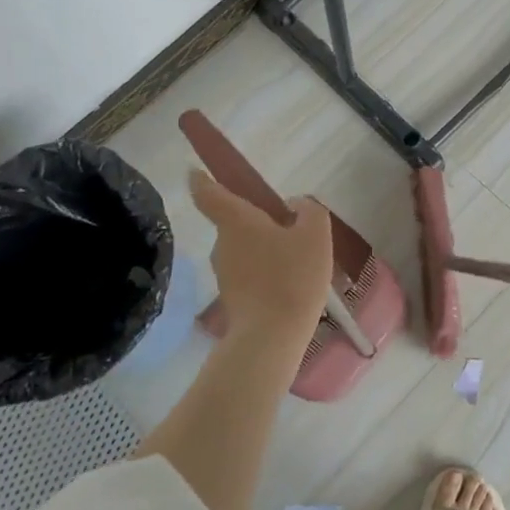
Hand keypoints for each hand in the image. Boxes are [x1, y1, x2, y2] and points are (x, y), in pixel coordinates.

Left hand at [189, 169, 332, 337]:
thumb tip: (295, 204)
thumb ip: (309, 210)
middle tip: (288, 227)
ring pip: (244, 250)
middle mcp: (222, 244)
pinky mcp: (232, 299)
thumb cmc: (292, 276)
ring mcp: (224, 274)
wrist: (271, 336)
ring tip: (296, 260)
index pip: (208, 193)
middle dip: (256, 222)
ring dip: (263, 250)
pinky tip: (290, 284)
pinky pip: (249, 275)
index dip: (201, 180)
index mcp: (237, 221)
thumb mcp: (315, 235)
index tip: (195, 172)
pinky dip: (265, 274)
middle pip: (234, 223)